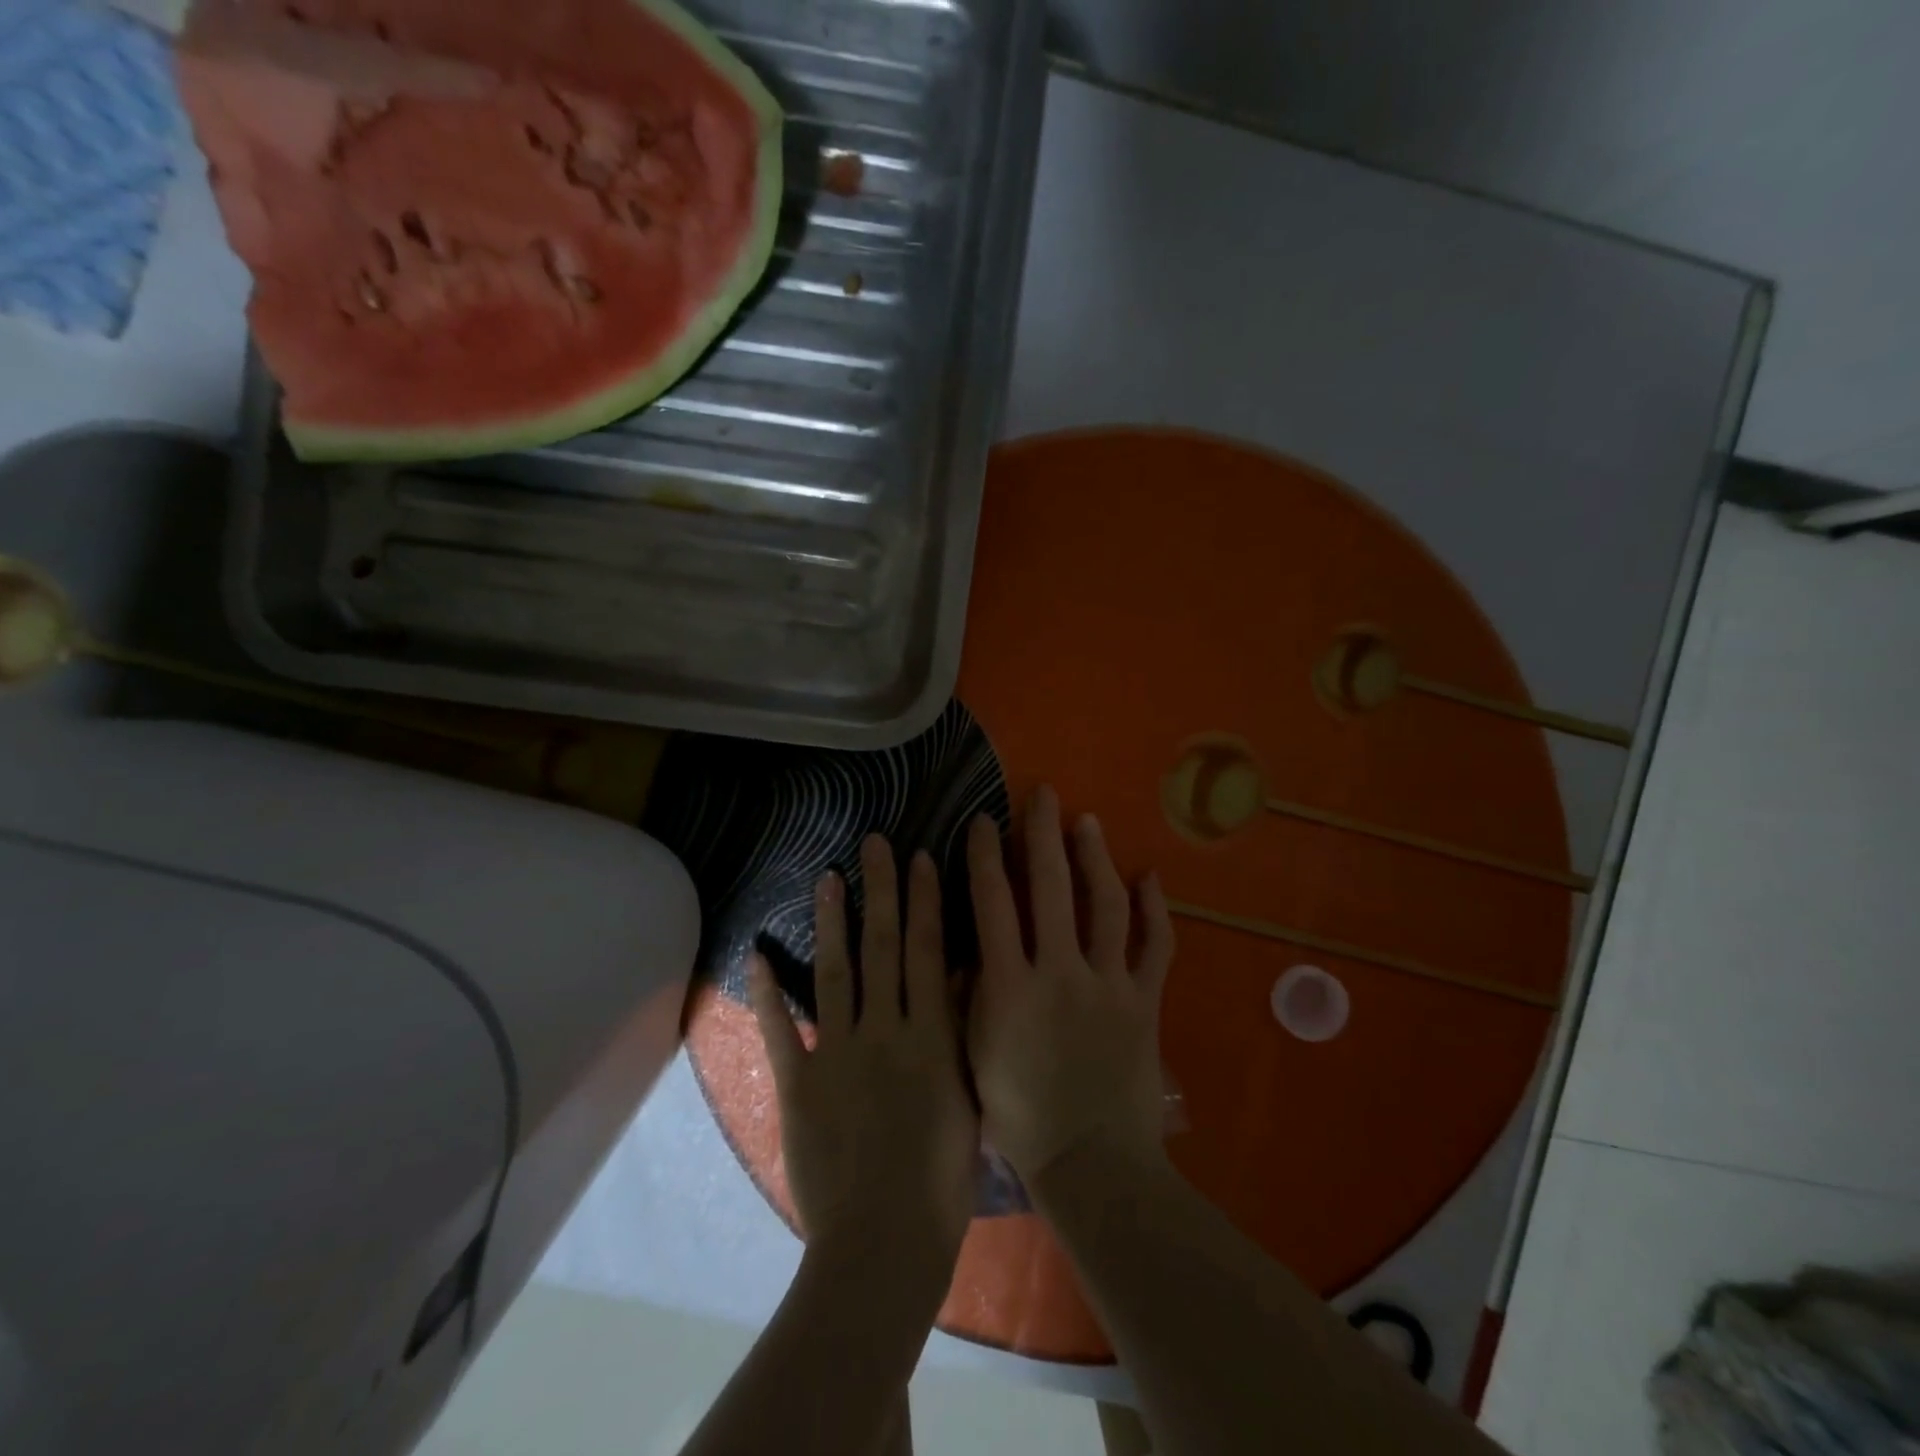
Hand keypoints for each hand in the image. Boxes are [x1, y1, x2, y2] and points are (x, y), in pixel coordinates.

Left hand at [749, 834, 979, 1271]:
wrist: (884, 1244)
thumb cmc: (941, 1183)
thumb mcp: (969, 1100)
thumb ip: (960, 1036)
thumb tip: (957, 979)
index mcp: (931, 1038)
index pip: (928, 953)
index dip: (925, 902)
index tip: (921, 859)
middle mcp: (886, 1032)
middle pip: (883, 948)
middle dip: (882, 891)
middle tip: (875, 843)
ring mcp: (838, 1054)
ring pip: (837, 973)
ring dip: (832, 922)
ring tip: (829, 877)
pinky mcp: (799, 1083)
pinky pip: (781, 1030)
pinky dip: (767, 993)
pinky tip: (757, 954)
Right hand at [965, 787, 1175, 1191]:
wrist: (1092, 1164)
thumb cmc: (1020, 1117)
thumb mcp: (974, 1054)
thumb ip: (973, 993)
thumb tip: (973, 942)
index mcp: (1009, 987)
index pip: (992, 903)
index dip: (985, 855)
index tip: (983, 820)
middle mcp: (1059, 973)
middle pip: (1050, 888)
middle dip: (1042, 834)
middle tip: (1042, 795)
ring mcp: (1108, 985)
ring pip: (1105, 905)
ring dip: (1094, 858)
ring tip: (1087, 822)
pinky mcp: (1145, 1001)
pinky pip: (1157, 946)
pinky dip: (1156, 910)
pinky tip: (1149, 877)